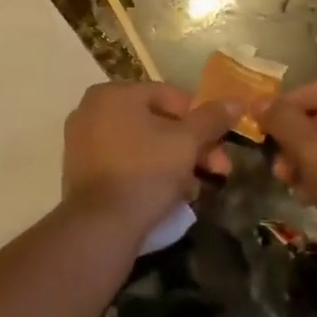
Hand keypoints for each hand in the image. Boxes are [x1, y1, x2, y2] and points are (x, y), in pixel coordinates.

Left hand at [62, 82, 239, 230]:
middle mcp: (91, 109)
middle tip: (219, 170)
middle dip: (192, 146)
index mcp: (113, 93)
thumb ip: (212, 118)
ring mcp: (81, 140)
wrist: (100, 224)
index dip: (203, 118)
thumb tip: (236, 100)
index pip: (170, 96)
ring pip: (141, 144)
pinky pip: (123, 162)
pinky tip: (169, 195)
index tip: (222, 144)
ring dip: (174, 162)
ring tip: (195, 190)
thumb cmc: (145, 171)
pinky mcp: (80, 170)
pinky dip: (147, 172)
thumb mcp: (186, 142)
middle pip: (155, 121)